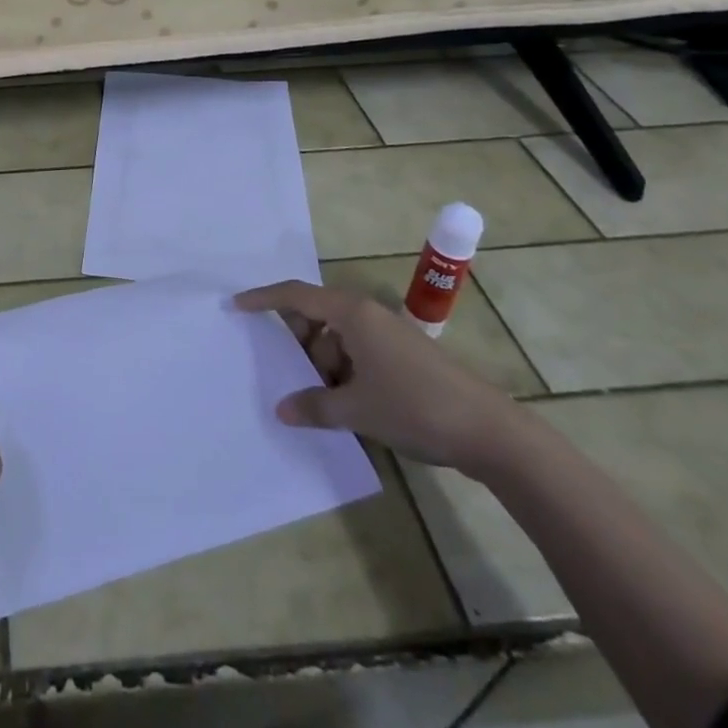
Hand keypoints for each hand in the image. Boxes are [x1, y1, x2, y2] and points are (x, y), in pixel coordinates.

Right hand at [235, 280, 521, 472]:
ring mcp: (387, 335)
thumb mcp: (357, 410)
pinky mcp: (402, 356)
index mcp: (352, 313)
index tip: (236, 305)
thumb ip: (314, 406)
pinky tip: (344, 405)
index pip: (296, 295)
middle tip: (288, 376)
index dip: (263, 299)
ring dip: (323, 365)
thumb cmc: (416, 407)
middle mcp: (367, 315)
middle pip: (316, 317)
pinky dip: (343, 373)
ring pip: (337, 339)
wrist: (491, 432)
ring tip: (321, 402)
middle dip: (299, 345)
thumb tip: (281, 409)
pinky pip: (357, 354)